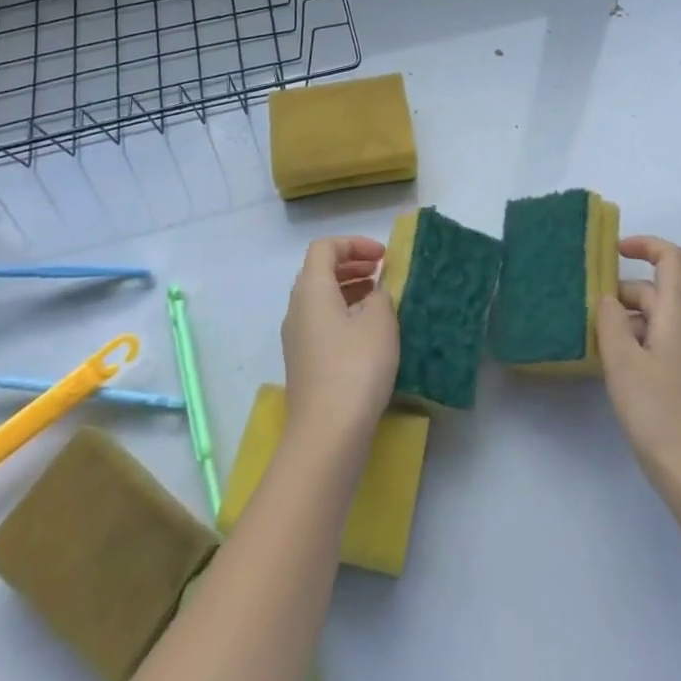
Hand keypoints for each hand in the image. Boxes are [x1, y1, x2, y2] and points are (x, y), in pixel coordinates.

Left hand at [281, 236, 399, 454]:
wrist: (327, 435)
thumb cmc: (355, 367)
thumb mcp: (379, 322)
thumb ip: (380, 296)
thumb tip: (375, 294)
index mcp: (311, 290)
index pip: (325, 248)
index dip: (354, 244)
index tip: (382, 256)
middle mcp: (297, 309)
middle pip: (319, 271)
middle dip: (351, 264)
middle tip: (381, 271)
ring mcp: (297, 339)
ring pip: (321, 298)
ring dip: (349, 289)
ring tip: (379, 298)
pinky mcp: (304, 364)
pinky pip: (322, 322)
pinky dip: (344, 314)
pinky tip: (369, 333)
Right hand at [597, 235, 680, 486]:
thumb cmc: (658, 411)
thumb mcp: (622, 360)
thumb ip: (610, 321)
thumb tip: (607, 299)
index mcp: (678, 315)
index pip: (672, 259)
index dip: (645, 244)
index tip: (614, 251)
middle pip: (656, 292)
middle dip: (621, 296)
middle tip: (588, 316)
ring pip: (655, 321)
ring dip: (626, 324)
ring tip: (597, 347)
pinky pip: (660, 345)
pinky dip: (637, 345)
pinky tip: (618, 373)